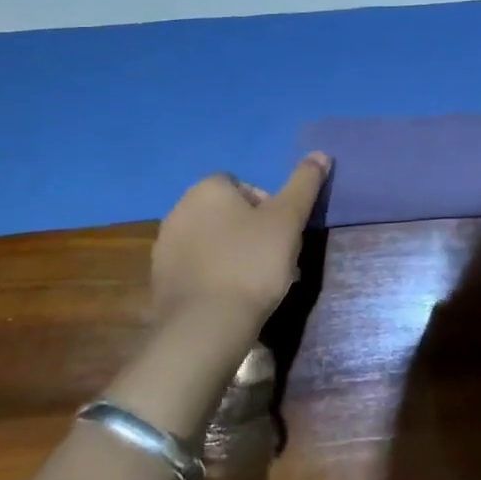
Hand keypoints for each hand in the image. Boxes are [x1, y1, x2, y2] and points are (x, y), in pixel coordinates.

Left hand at [149, 153, 329, 329]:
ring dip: (233, 252)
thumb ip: (304, 183)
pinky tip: (232, 296)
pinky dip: (215, 274)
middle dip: (251, 230)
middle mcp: (179, 209)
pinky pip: (197, 267)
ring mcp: (165, 246)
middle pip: (227, 212)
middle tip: (274, 257)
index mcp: (207, 189)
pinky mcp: (160, 279)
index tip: (281, 232)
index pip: (242, 185)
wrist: (205, 327)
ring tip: (256, 281)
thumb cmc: (251, 263)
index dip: (267, 206)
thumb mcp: (288, 220)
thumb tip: (320, 153)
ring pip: (212, 241)